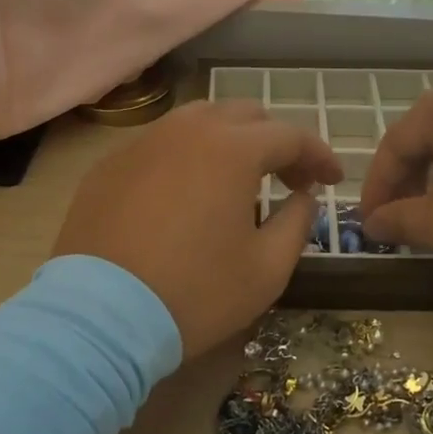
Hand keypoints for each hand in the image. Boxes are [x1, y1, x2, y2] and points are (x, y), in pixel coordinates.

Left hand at [52, 101, 342, 356]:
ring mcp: (143, 142)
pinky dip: (187, 156)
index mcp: (233, 149)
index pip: (290, 136)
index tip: (333, 178)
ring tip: (238, 179)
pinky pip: (161, 144)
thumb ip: (297, 222)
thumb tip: (302, 196)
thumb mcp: (267, 269)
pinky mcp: (110, 164)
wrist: (99, 317)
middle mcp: (188, 130)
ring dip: (230, 140)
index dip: (318, 155)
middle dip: (276, 141)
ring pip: (199, 121)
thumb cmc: (194, 294)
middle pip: (245, 116)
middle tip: (289, 179)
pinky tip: (186, 193)